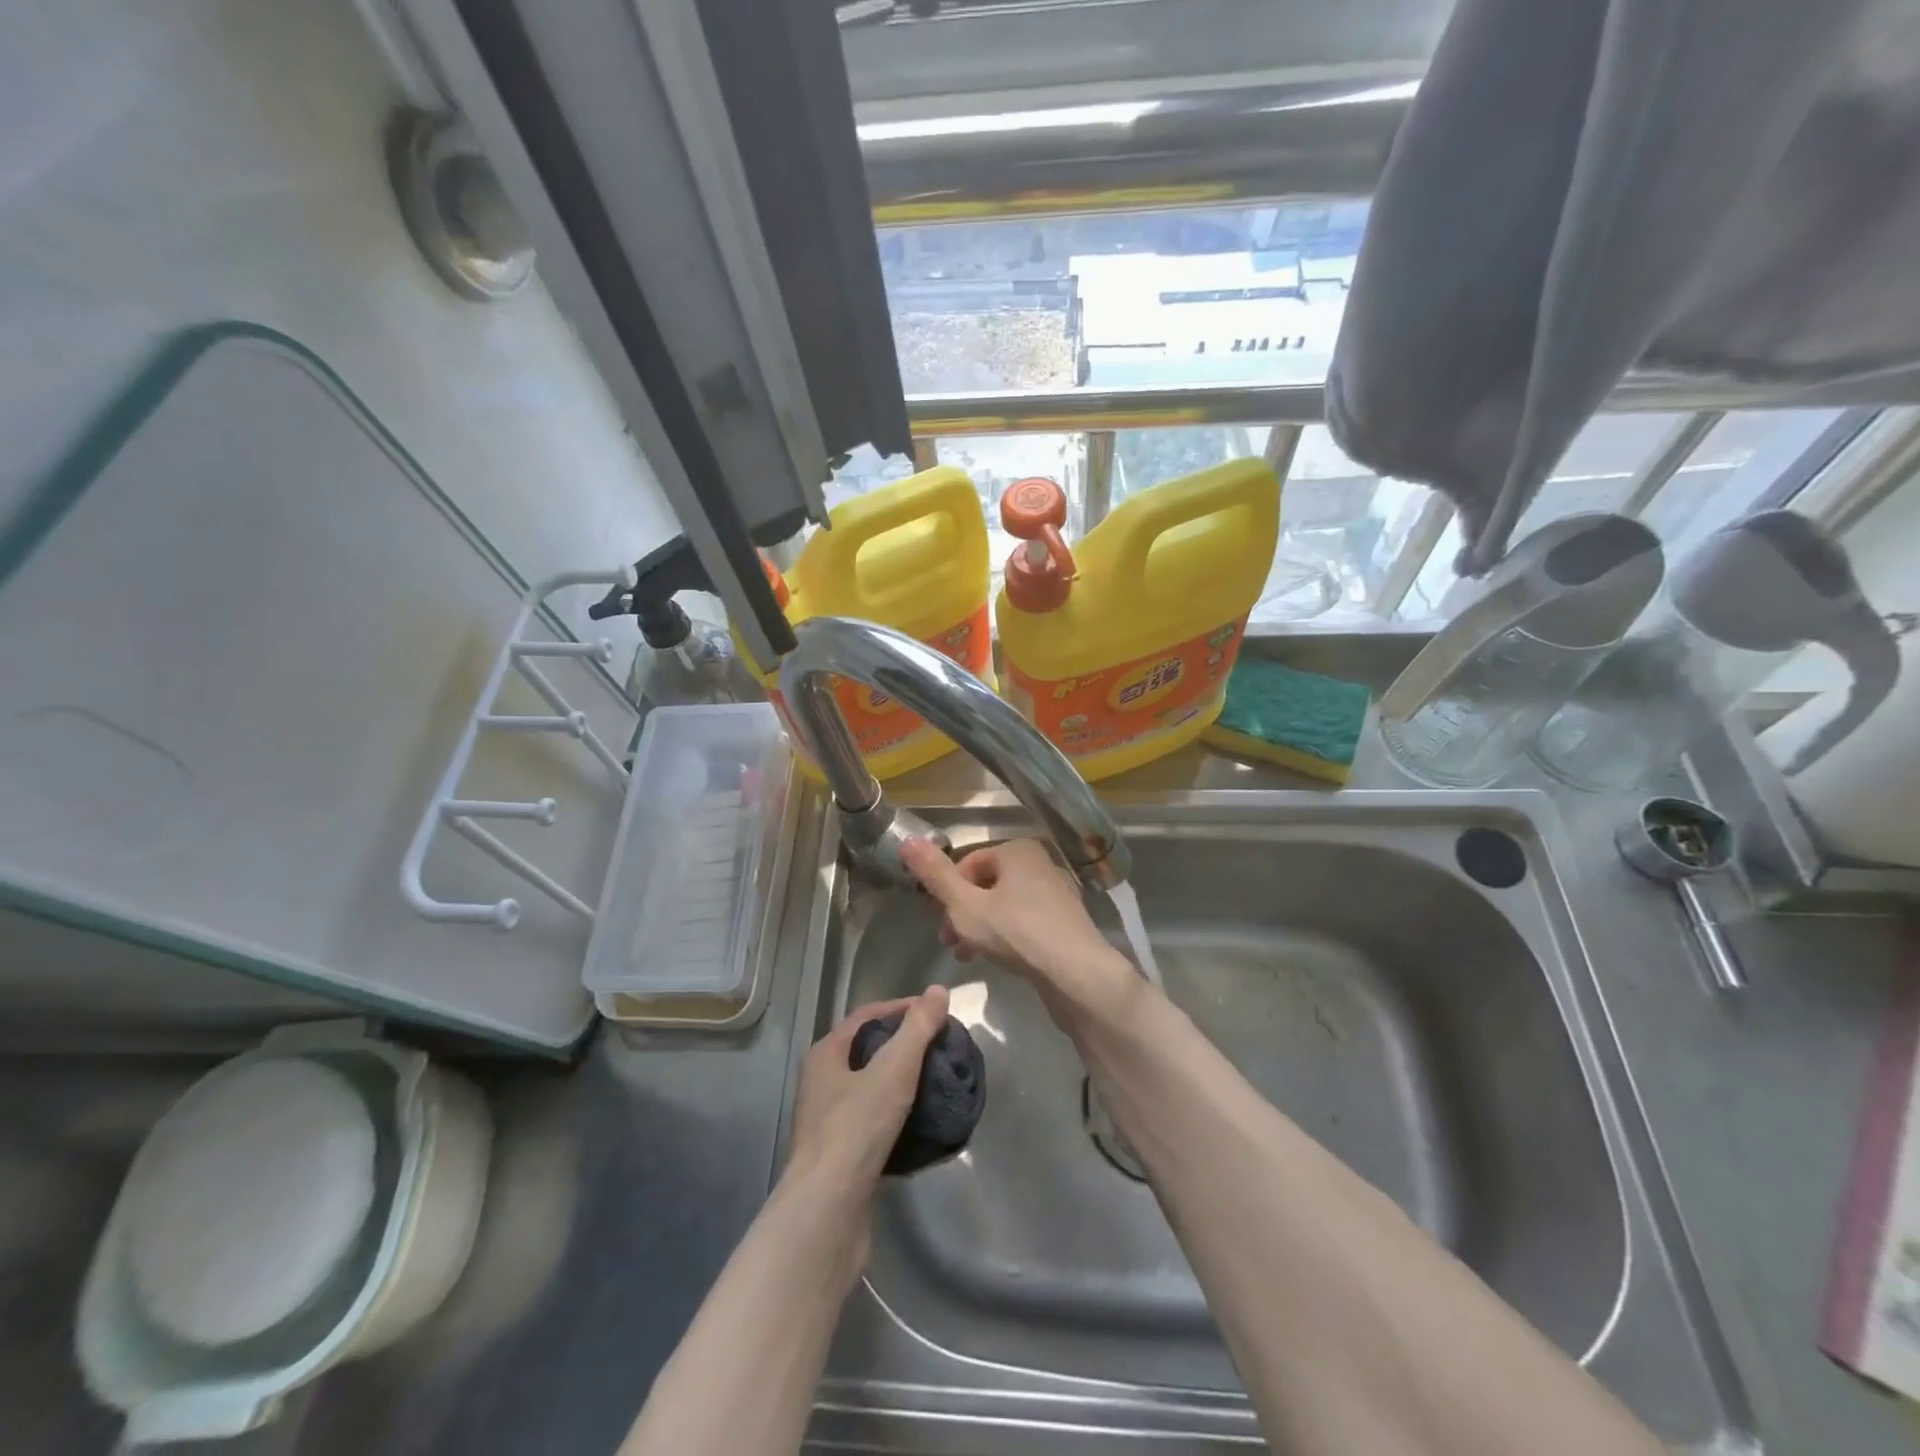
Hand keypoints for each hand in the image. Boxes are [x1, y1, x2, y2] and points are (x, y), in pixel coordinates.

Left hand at [785, 986, 951, 1204]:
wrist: (829, 1211)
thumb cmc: (857, 1128)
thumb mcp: (893, 1069)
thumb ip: (917, 1028)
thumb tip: (939, 990)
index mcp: (826, 1056)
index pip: (866, 1017)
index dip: (901, 1008)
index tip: (936, 1013)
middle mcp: (822, 1086)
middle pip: (869, 1054)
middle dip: (906, 1049)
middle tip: (942, 1049)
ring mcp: (831, 1126)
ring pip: (874, 1094)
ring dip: (906, 1088)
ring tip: (940, 1086)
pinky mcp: (844, 1163)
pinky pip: (879, 1132)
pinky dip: (903, 1125)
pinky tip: (929, 1131)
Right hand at [899, 838, 1137, 1021]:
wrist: (1078, 973)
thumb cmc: (1016, 933)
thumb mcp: (965, 906)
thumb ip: (935, 875)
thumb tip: (907, 839)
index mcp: (1018, 850)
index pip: (968, 863)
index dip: (946, 892)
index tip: (934, 921)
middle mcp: (1041, 863)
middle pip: (987, 884)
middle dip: (962, 912)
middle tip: (948, 943)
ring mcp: (1057, 892)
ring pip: (1005, 904)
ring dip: (980, 926)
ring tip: (967, 955)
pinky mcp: (1067, 921)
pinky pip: (1026, 920)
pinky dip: (1006, 934)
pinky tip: (998, 959)